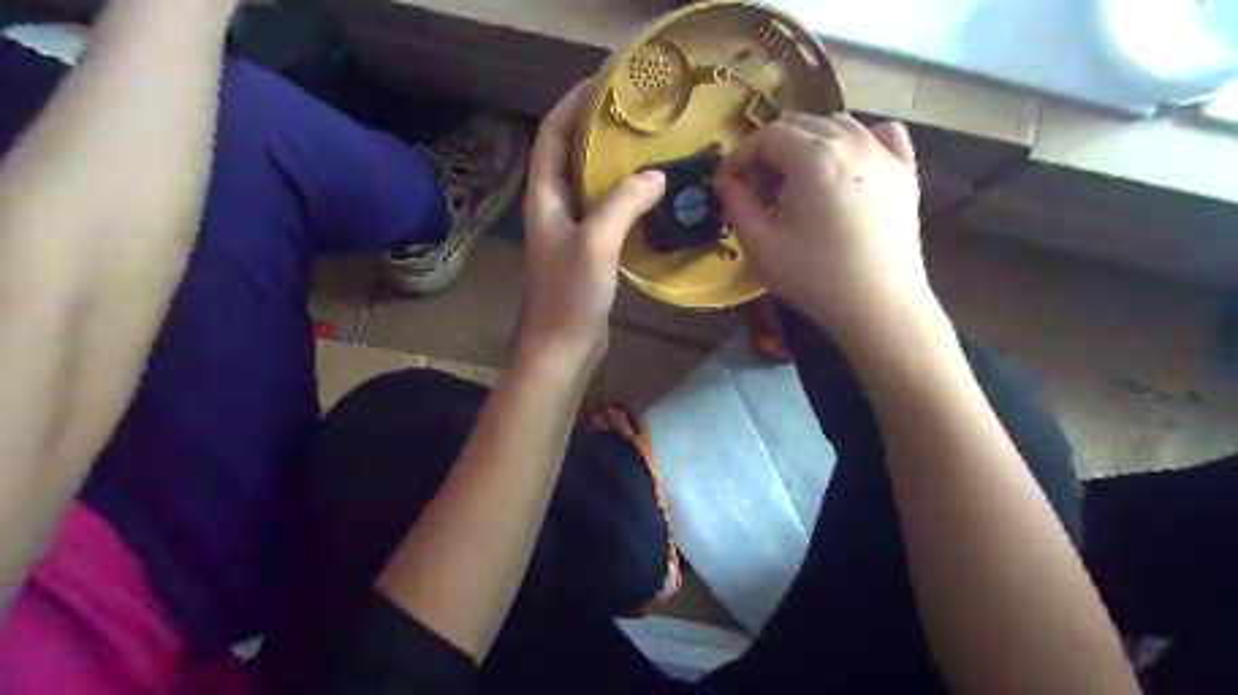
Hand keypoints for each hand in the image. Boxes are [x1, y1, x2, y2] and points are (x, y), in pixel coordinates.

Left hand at [519, 81, 667, 367]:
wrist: (564, 346)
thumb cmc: (570, 294)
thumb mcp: (596, 242)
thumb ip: (623, 202)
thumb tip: (657, 175)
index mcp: (545, 197)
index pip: (552, 136)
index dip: (571, 105)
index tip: (603, 84)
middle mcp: (554, 208)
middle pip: (572, 156)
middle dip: (597, 131)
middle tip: (637, 116)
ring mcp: (572, 231)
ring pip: (592, 185)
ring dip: (615, 165)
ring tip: (650, 148)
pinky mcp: (590, 251)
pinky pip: (607, 213)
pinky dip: (627, 199)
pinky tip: (653, 196)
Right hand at [716, 112, 928, 337]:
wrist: (879, 306)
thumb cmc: (815, 277)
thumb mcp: (762, 246)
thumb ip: (737, 206)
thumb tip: (724, 182)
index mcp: (812, 157)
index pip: (766, 137)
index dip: (740, 156)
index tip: (727, 183)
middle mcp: (850, 142)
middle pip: (800, 125)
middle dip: (770, 150)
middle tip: (758, 188)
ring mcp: (883, 154)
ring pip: (838, 124)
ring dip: (809, 143)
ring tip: (797, 179)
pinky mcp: (905, 173)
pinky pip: (882, 135)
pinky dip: (859, 139)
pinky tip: (848, 164)